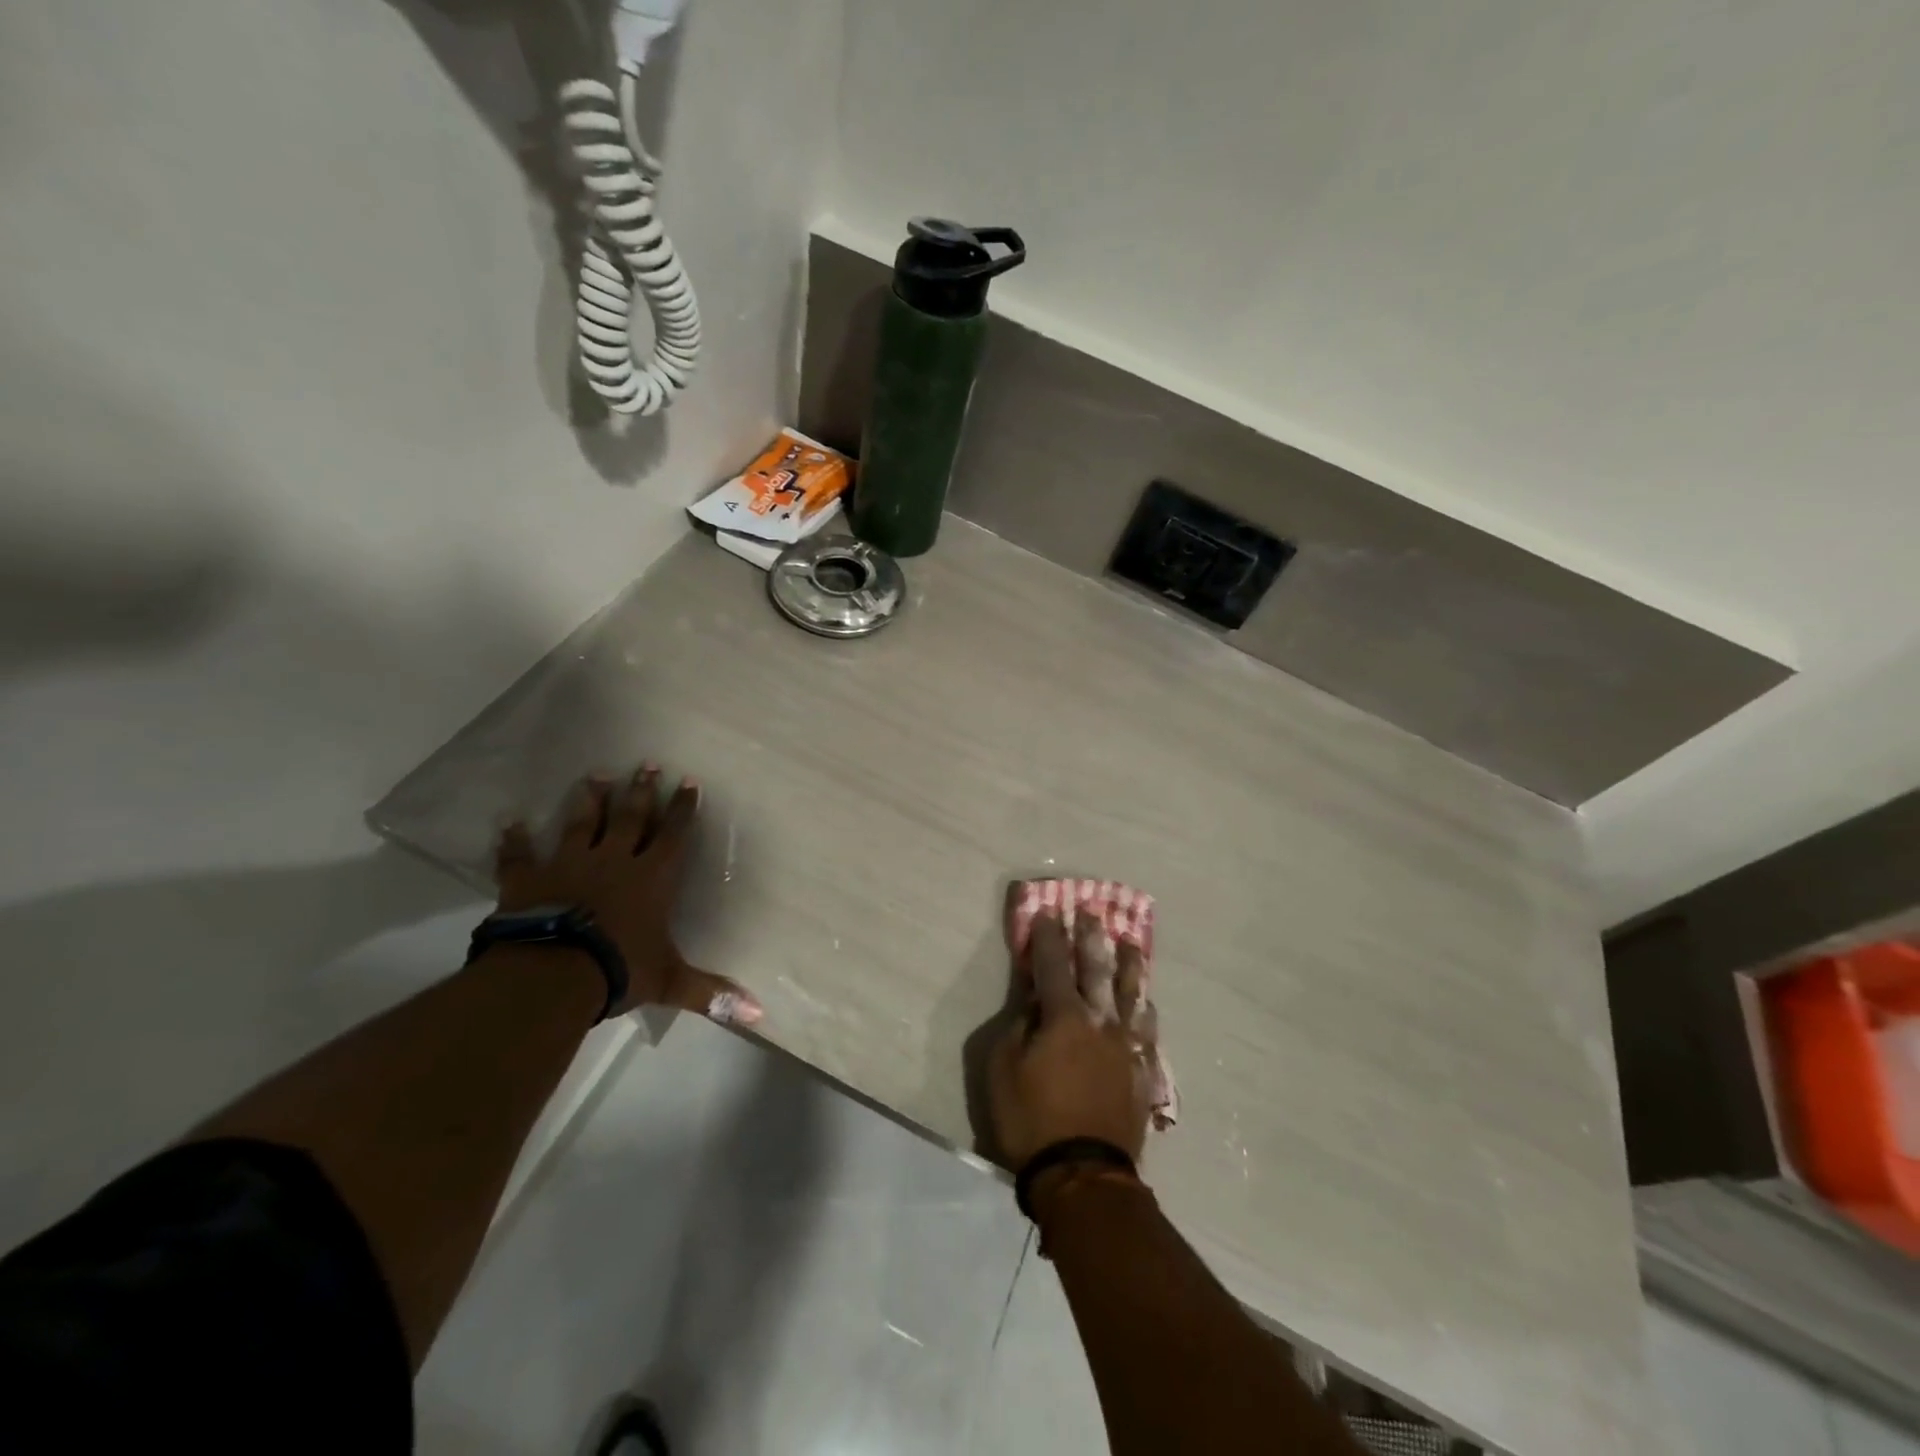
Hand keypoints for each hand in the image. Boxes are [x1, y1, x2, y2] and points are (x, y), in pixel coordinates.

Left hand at [494, 767, 762, 1025]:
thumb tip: (759, 1016)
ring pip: (582, 824)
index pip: (674, 835)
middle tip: (647, 763)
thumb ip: (711, 993)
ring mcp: (569, 865)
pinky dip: (514, 839)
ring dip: (589, 800)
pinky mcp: (529, 879)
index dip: (683, 809)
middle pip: (631, 817)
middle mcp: (614, 861)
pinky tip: (510, 821)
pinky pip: (519, 855)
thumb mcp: (671, 982)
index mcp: (652, 878)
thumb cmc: (619, 969)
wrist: (552, 974)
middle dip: (641, 790)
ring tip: (596, 774)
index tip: (688, 782)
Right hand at [988, 909, 1156, 1171]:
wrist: (1083, 1174)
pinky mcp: (1141, 1071)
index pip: (1052, 965)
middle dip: (1091, 938)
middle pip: (1097, 969)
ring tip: (1131, 943)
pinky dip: (1145, 1009)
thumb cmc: (1031, 1119)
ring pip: (1131, 994)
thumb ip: (1021, 1025)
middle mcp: (1100, 1022)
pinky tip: (1147, 1001)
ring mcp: (1126, 1046)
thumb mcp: (1003, 1068)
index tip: (1048, 912)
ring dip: (1129, 965)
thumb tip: (1036, 1000)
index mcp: (1064, 1017)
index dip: (1048, 937)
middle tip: (1092, 912)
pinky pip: (1147, 1030)